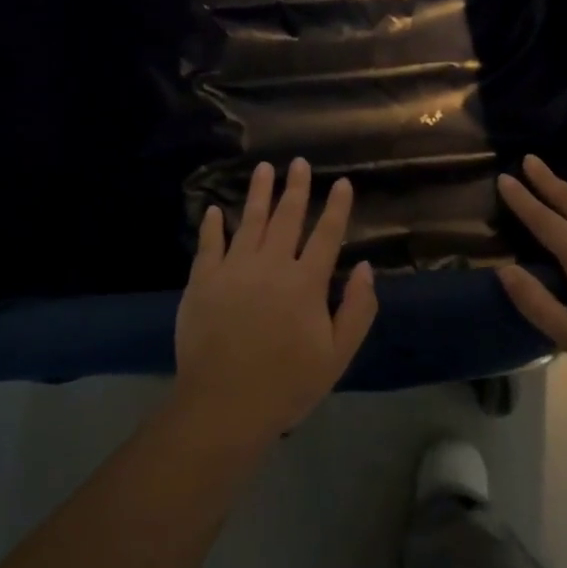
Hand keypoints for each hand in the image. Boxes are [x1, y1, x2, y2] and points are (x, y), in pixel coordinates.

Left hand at [174, 159, 378, 445]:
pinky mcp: (202, 281)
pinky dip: (212, 225)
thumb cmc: (287, 384)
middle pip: (286, 218)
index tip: (342, 182)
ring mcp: (233, 269)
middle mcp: (271, 265)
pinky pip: (209, 244)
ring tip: (264, 169)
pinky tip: (214, 209)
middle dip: (296, 188)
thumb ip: (357, 309)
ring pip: (248, 221)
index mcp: (306, 282)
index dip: (336, 207)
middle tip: (298, 163)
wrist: (224, 404)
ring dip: (258, 193)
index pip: (326, 235)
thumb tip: (364, 268)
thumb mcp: (337, 355)